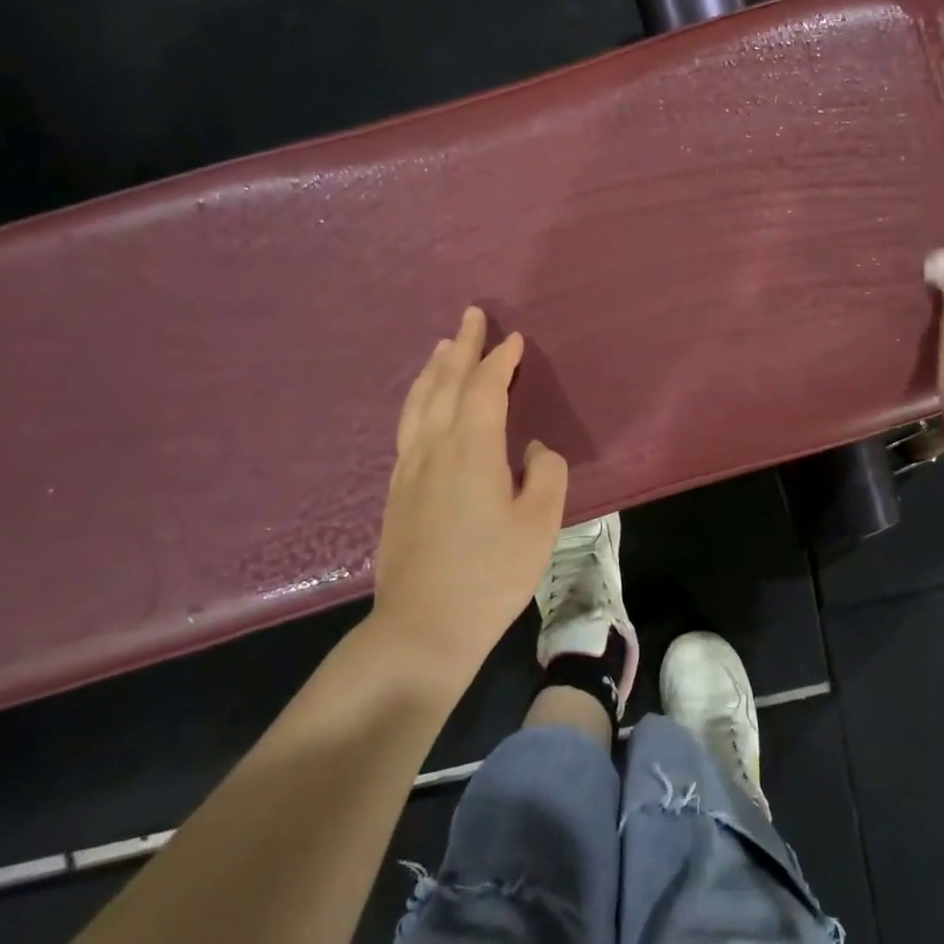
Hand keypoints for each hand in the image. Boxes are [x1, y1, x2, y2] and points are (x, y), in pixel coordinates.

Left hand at [371, 307, 567, 688]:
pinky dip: (418, 400)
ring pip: (419, 403)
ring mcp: (409, 469)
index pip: (485, 388)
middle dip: (462, 347)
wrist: (423, 627)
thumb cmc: (492, 573)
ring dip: (434, 369)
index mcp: (472, 449)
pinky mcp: (398, 491)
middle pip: (446, 383)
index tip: (514, 340)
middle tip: (471, 316)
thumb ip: (546, 473)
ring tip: (442, 347)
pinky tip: (422, 405)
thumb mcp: (540, 523)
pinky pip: (407, 426)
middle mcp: (435, 447)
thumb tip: (533, 451)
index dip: (500, 360)